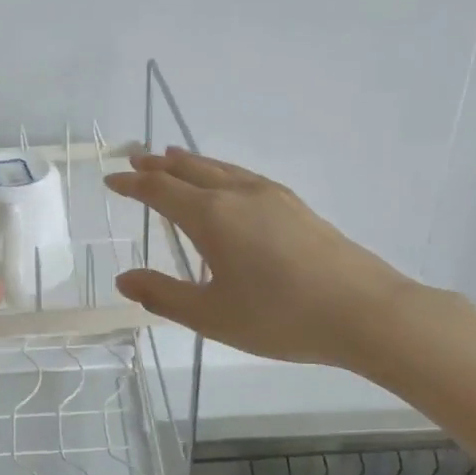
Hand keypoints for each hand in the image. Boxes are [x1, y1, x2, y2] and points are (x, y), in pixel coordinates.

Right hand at [104, 148, 418, 371]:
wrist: (363, 311)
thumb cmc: (279, 316)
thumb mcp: (211, 316)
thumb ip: (163, 295)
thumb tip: (124, 279)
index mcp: (211, 216)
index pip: (160, 190)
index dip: (132, 184)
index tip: (111, 179)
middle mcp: (238, 194)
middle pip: (190, 169)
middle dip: (159, 164)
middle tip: (137, 159)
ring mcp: (271, 195)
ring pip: (220, 168)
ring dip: (190, 162)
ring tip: (174, 158)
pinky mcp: (295, 204)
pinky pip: (243, 175)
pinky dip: (219, 171)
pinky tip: (227, 184)